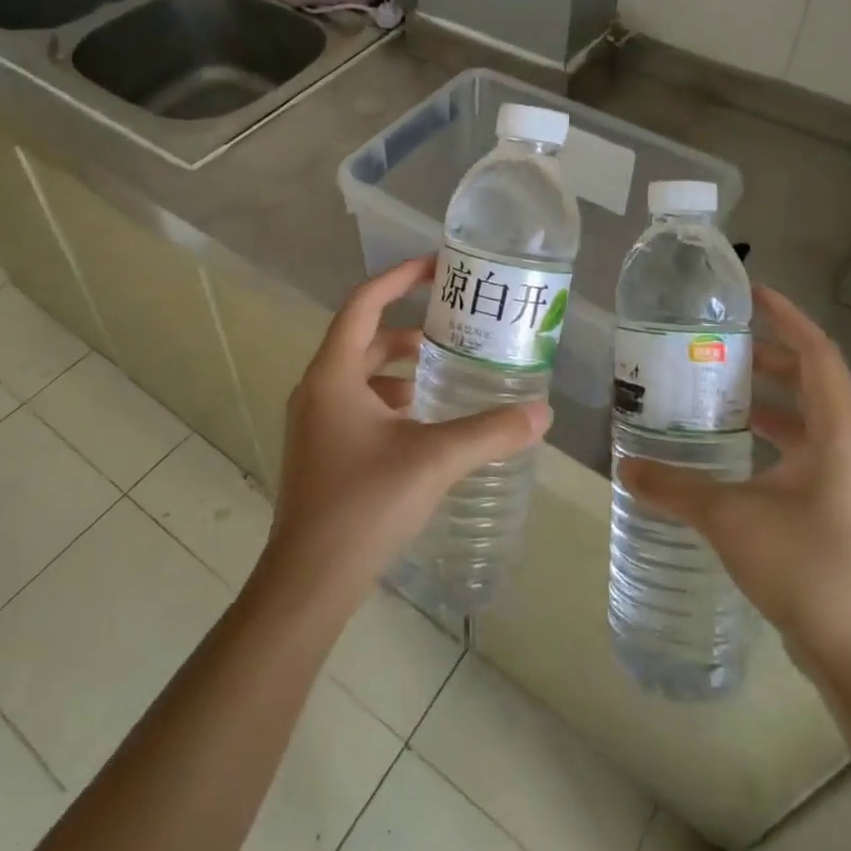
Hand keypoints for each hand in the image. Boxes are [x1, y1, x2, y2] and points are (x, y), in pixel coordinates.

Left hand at [263, 256, 551, 604]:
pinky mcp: (320, 451)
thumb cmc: (363, 505)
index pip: (364, 304)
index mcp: (333, 374)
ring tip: (446, 374)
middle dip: (410, 330)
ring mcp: (314, 422)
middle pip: (365, 339)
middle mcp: (317, 389)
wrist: (308, 581)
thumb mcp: (433, 460)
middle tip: (455, 329)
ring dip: (400, 369)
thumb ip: (489, 432)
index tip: (437, 268)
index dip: (399, 278)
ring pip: (361, 375)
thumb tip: (542, 414)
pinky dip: (390, 401)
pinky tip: (424, 424)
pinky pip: (358, 405)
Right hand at [617, 285, 850, 693]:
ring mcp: (843, 480)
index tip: (750, 294)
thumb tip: (623, 464)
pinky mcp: (832, 507)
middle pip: (810, 381)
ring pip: (803, 419)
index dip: (787, 318)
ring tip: (710, 389)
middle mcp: (847, 447)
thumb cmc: (807, 568)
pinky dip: (764, 437)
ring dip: (763, 398)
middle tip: (714, 344)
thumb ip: (674, 486)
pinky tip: (723, 450)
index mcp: (838, 434)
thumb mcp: (730, 518)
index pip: (817, 354)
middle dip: (766, 357)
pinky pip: (798, 450)